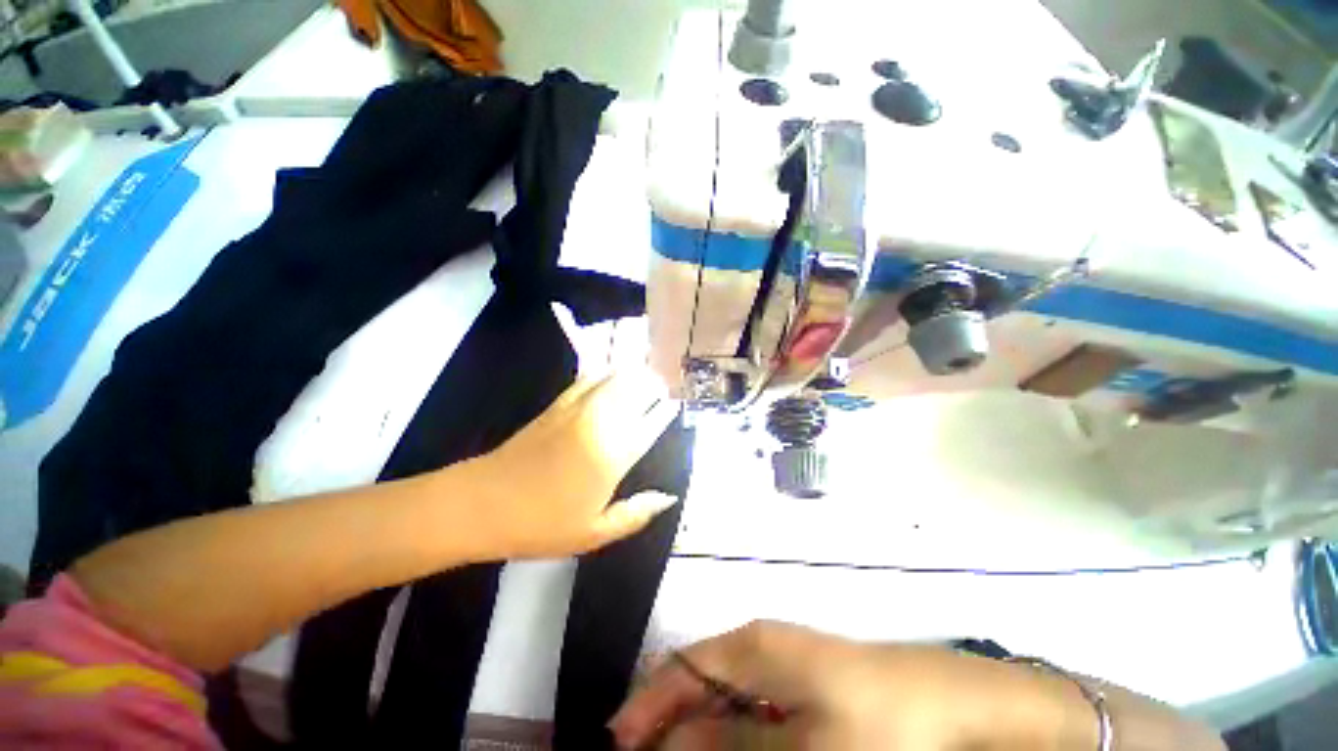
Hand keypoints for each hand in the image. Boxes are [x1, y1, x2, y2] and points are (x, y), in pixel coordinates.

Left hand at [455, 366, 680, 559]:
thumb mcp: (594, 534)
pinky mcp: (556, 406)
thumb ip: (636, 514)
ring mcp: (576, 411)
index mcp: (613, 456)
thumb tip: (668, 498)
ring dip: (632, 373)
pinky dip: (603, 372)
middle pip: (634, 393)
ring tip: (645, 372)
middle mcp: (600, 426)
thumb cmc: (541, 524)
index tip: (675, 403)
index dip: (665, 412)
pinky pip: (586, 380)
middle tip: (664, 384)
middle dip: (652, 385)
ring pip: (613, 380)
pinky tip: (610, 371)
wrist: (482, 504)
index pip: (650, 425)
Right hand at [610, 621, 1036, 750]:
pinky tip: (733, 748)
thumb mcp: (800, 746)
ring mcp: (782, 662)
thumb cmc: (871, 723)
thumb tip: (674, 746)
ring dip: (700, 731)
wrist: (947, 704)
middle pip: (698, 679)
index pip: (681, 667)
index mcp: (749, 647)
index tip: (618, 745)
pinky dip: (733, 729)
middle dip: (669, 721)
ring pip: (724, 695)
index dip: (648, 703)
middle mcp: (757, 646)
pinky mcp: (804, 682)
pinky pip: (752, 704)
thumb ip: (734, 743)